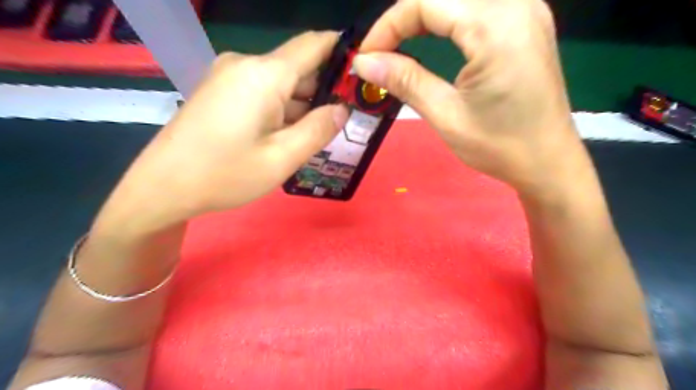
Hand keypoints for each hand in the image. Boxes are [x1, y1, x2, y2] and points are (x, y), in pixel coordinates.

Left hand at [91, 30, 350, 237]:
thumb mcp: (282, 158)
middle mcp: (246, 65)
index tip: (363, 72)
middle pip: (299, 67)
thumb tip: (343, 109)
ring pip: (281, 83)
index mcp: (264, 75)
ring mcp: (230, 76)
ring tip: (317, 134)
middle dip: (324, 90)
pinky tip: (287, 134)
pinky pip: (263, 91)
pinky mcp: (221, 90)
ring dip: (302, 104)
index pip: (314, 45)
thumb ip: (318, 130)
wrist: (163, 187)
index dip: (342, 52)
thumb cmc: (225, 174)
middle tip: (344, 121)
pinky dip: (282, 108)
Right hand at [354, 0, 585, 195]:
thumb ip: (406, 81)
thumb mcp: (446, 116)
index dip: (388, 26)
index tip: (366, 57)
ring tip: (400, 46)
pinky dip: (447, 19)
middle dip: (404, 19)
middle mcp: (516, 5)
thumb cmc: (500, 146)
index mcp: (496, 27)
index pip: (427, 2)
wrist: (548, 162)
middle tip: (381, 54)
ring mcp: (527, 10)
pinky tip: (433, 38)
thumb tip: (364, 63)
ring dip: (424, 17)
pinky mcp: (528, 23)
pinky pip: (478, 6)